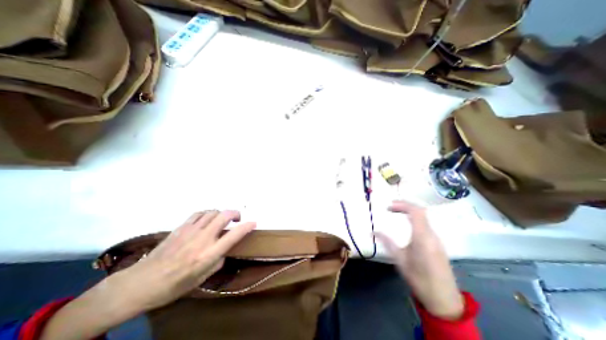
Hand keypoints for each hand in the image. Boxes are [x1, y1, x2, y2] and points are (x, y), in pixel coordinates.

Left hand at [116, 211, 255, 311]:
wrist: (140, 283)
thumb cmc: (174, 285)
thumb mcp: (201, 279)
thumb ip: (218, 261)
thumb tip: (225, 250)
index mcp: (208, 254)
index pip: (233, 235)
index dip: (247, 227)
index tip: (254, 223)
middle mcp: (202, 239)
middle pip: (224, 216)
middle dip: (235, 213)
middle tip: (237, 219)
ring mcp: (190, 231)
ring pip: (213, 212)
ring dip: (221, 214)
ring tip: (222, 220)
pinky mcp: (181, 227)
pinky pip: (199, 213)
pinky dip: (208, 213)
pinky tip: (207, 219)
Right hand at [374, 201, 465, 319]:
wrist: (444, 299)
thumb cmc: (419, 279)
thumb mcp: (399, 259)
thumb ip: (387, 242)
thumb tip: (372, 231)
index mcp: (422, 237)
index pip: (415, 212)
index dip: (402, 205)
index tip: (388, 207)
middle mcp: (431, 235)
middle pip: (421, 211)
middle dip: (405, 205)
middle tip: (390, 207)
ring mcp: (436, 239)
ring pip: (424, 217)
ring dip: (410, 211)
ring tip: (396, 212)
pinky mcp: (437, 243)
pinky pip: (426, 224)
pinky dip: (415, 218)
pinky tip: (407, 223)